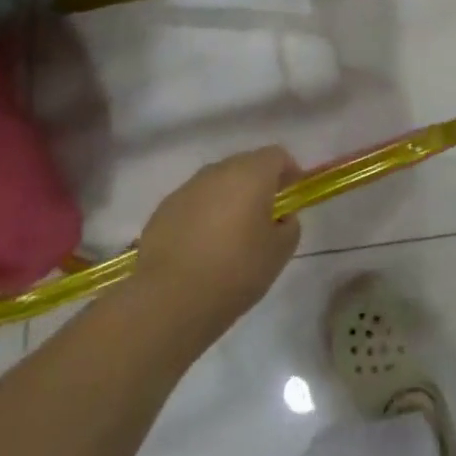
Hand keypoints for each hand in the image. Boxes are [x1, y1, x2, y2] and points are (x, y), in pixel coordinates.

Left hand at [134, 147, 302, 349]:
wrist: (170, 300)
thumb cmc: (235, 271)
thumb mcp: (280, 252)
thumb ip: (289, 225)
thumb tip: (280, 217)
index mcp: (251, 174)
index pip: (277, 156)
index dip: (289, 172)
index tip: (291, 197)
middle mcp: (217, 171)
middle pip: (245, 165)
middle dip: (258, 184)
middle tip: (264, 217)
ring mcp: (186, 188)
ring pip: (217, 184)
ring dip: (229, 199)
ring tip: (231, 236)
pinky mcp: (163, 210)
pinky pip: (194, 203)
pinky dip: (203, 215)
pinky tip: (202, 248)